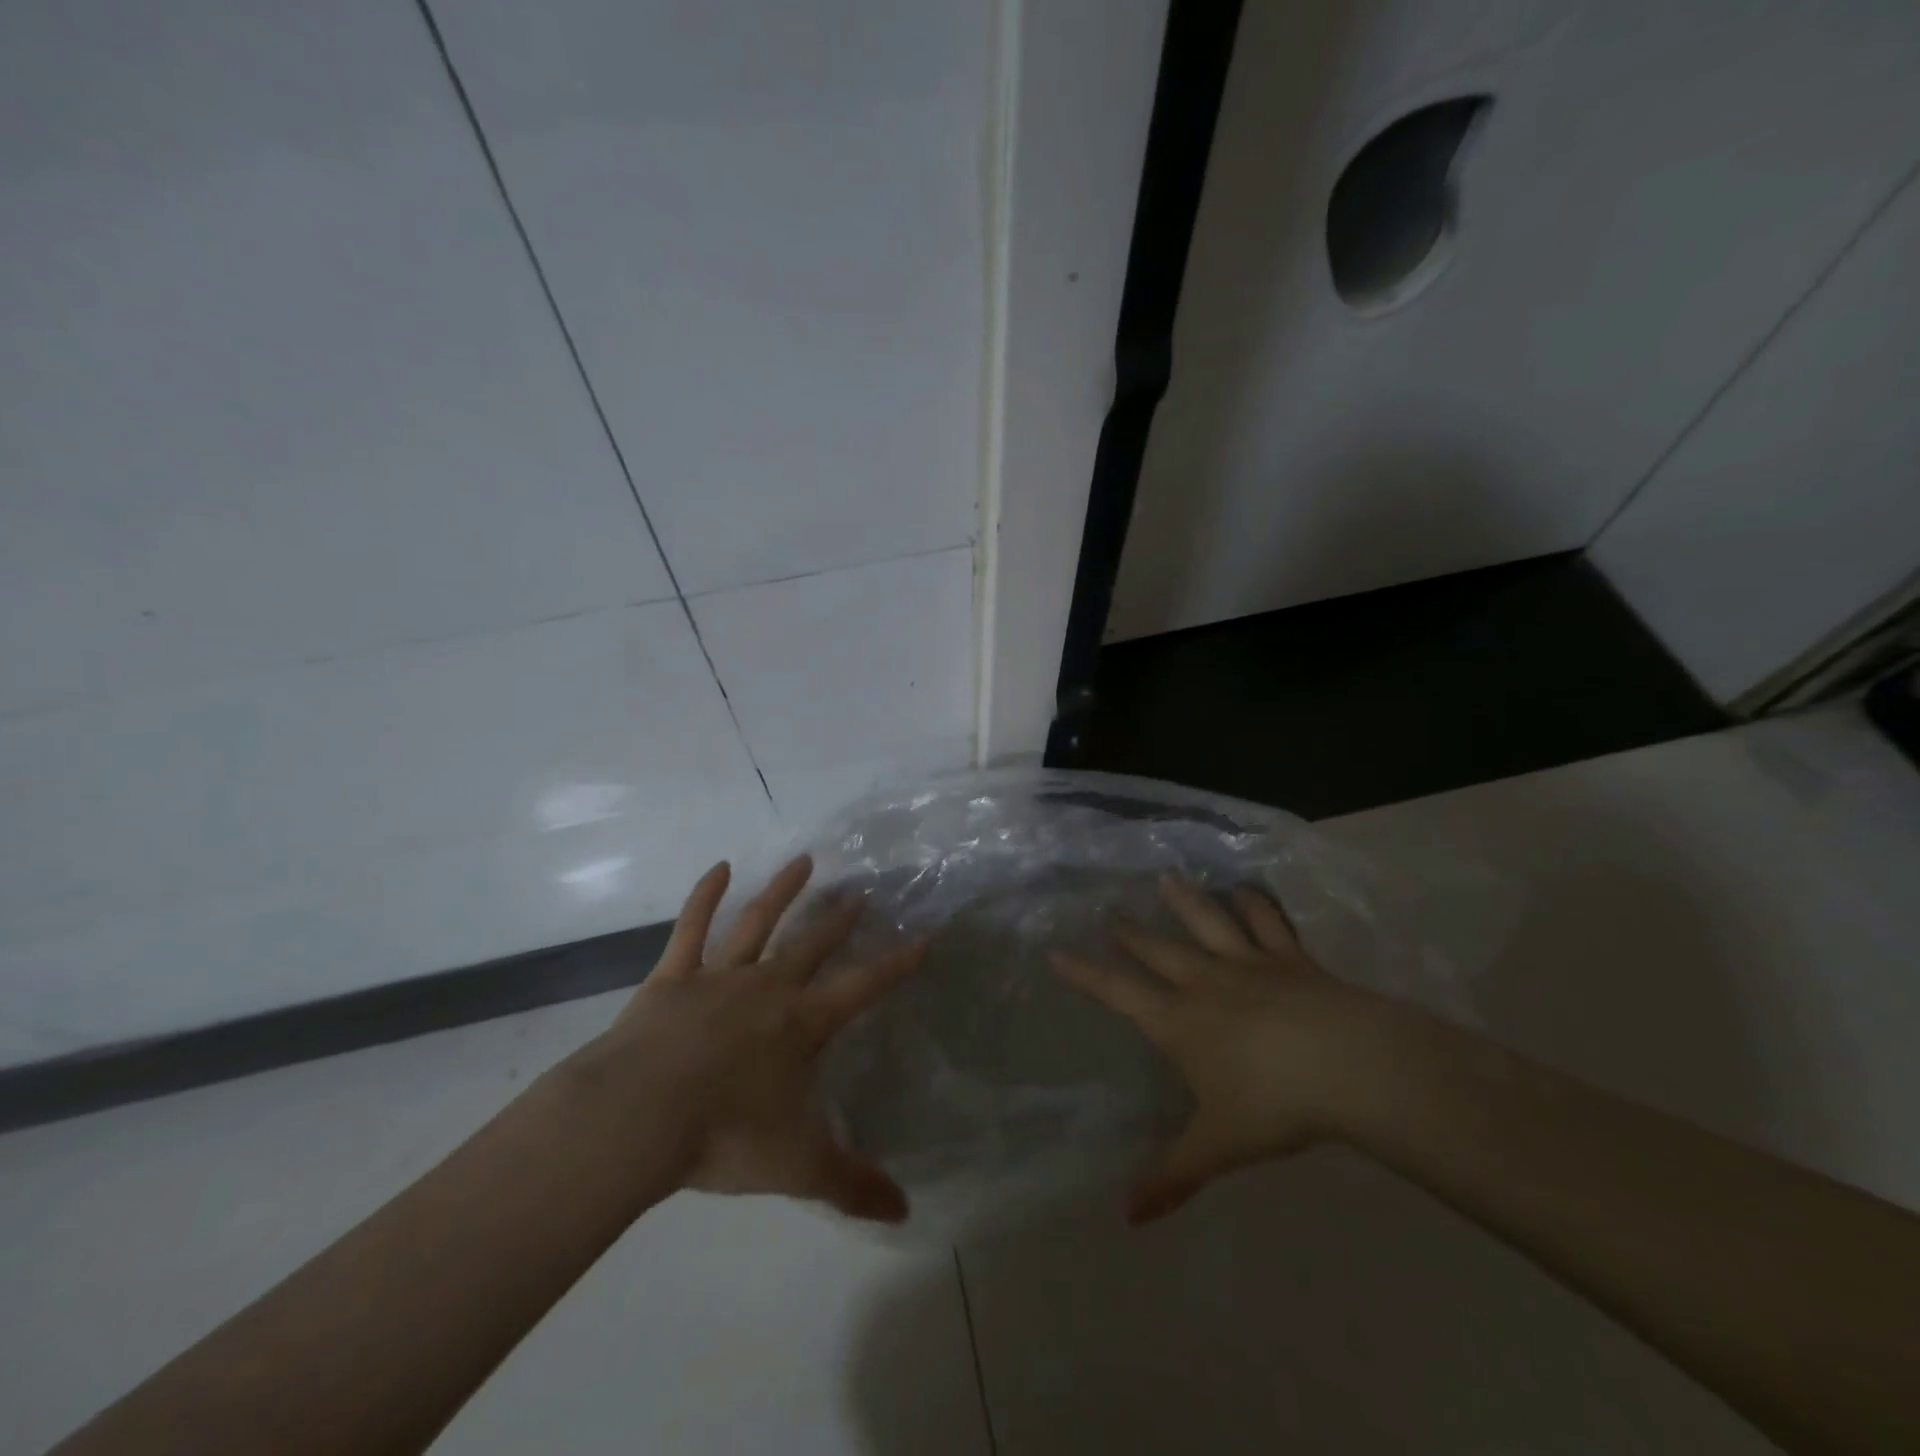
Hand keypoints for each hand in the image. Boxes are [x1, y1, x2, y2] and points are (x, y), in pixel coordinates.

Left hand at [568, 855, 923, 1221]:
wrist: (636, 1117)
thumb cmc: (724, 1136)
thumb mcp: (796, 1167)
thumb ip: (851, 1185)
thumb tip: (906, 1214)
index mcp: (802, 1024)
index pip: (863, 986)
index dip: (896, 963)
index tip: (922, 937)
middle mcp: (768, 988)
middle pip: (813, 943)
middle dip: (839, 919)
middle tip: (860, 892)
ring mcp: (719, 976)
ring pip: (759, 922)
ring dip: (783, 891)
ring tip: (804, 861)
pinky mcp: (672, 977)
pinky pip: (691, 927)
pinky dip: (704, 896)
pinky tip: (718, 868)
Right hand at [1053, 876, 1405, 1223]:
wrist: (1349, 1065)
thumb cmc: (1274, 1104)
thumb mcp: (1218, 1146)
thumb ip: (1172, 1177)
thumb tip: (1126, 1218)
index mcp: (1179, 1021)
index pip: (1118, 991)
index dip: (1085, 972)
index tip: (1056, 951)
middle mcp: (1205, 982)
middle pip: (1158, 949)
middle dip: (1130, 932)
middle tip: (1111, 913)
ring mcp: (1249, 964)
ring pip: (1208, 922)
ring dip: (1186, 901)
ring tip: (1168, 878)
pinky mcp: (1291, 959)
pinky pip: (1268, 923)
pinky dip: (1256, 904)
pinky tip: (1247, 891)